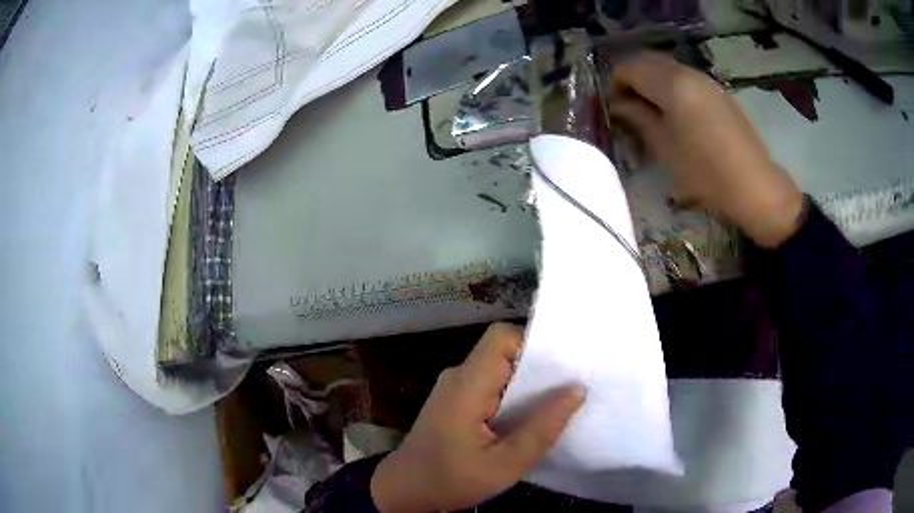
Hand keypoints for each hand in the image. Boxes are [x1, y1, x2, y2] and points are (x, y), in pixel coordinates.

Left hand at [370, 323, 584, 511]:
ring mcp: (455, 388)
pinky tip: (529, 419)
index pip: (501, 338)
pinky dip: (513, 398)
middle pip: (503, 352)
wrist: (405, 491)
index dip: (533, 345)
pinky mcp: (456, 401)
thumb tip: (577, 390)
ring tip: (556, 406)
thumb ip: (541, 429)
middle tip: (570, 389)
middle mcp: (459, 376)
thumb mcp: (503, 464)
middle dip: (538, 368)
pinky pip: (491, 386)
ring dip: (527, 386)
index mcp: (467, 385)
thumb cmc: (450, 480)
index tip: (563, 368)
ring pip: (499, 370)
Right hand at [609, 52, 804, 247]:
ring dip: (653, 84)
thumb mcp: (664, 147)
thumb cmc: (704, 171)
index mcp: (671, 83)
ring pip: (669, 69)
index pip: (629, 68)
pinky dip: (673, 89)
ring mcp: (707, 81)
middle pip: (649, 62)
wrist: (754, 186)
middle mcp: (688, 73)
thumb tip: (618, 105)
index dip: (615, 85)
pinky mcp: (720, 93)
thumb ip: (637, 118)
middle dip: (633, 80)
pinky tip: (677, 115)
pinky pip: (687, 80)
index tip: (612, 109)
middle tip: (628, 108)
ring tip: (651, 113)